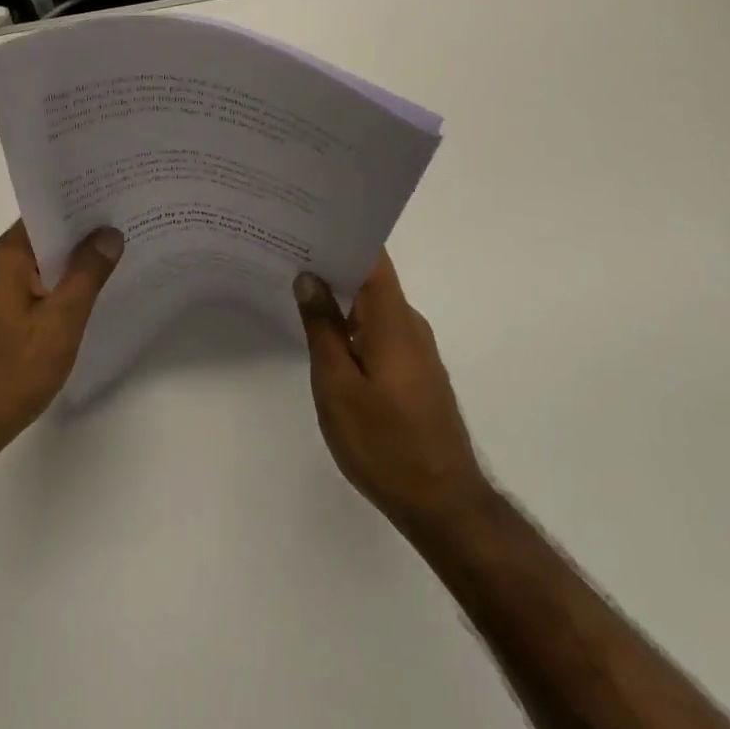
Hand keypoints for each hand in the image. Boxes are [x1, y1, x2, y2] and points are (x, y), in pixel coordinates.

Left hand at [0, 220, 123, 475]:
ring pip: (41, 264)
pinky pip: (34, 287)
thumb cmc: (11, 371)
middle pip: (45, 236)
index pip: (47, 212)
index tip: (119, 197)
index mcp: (6, 255)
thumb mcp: (60, 321)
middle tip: (130, 225)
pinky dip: (59, 287)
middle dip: (83, 233)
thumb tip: (108, 232)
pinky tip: (88, 297)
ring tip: (119, 256)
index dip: (82, 204)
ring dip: (73, 263)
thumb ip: (87, 274)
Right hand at [294, 253, 492, 537]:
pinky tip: (324, 333)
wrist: (444, 506)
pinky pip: (379, 330)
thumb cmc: (384, 442)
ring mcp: (416, 350)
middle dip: (331, 263)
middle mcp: (409, 325)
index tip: (306, 222)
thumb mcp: (337, 384)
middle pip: (370, 278)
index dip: (342, 235)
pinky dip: (351, 323)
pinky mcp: (415, 373)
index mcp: (392, 319)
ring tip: (296, 286)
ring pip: (373, 307)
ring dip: (340, 296)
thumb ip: (322, 327)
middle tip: (286, 252)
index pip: (372, 257)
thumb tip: (309, 277)